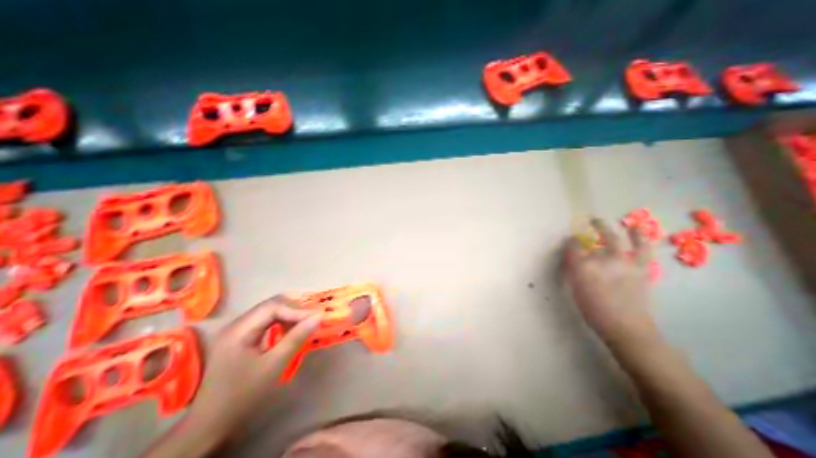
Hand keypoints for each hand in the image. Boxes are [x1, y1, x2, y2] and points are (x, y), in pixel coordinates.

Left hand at [186, 296, 322, 441]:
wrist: (210, 425)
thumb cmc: (242, 395)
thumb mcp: (273, 366)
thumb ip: (296, 338)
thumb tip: (318, 317)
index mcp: (239, 330)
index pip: (272, 307)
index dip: (296, 310)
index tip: (316, 317)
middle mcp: (237, 324)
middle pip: (271, 306)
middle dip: (294, 310)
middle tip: (313, 318)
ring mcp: (238, 330)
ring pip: (270, 312)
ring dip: (289, 315)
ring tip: (305, 323)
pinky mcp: (242, 337)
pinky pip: (267, 321)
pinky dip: (282, 322)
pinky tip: (291, 331)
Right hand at [570, 221, 662, 348]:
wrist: (624, 327)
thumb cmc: (593, 309)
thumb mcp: (575, 288)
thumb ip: (575, 269)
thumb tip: (577, 257)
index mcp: (582, 266)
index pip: (574, 246)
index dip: (572, 242)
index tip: (571, 241)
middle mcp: (602, 260)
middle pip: (595, 239)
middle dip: (594, 227)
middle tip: (591, 221)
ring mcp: (623, 263)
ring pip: (619, 240)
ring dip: (616, 229)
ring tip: (616, 222)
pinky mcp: (640, 269)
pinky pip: (642, 250)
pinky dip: (641, 239)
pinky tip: (639, 232)